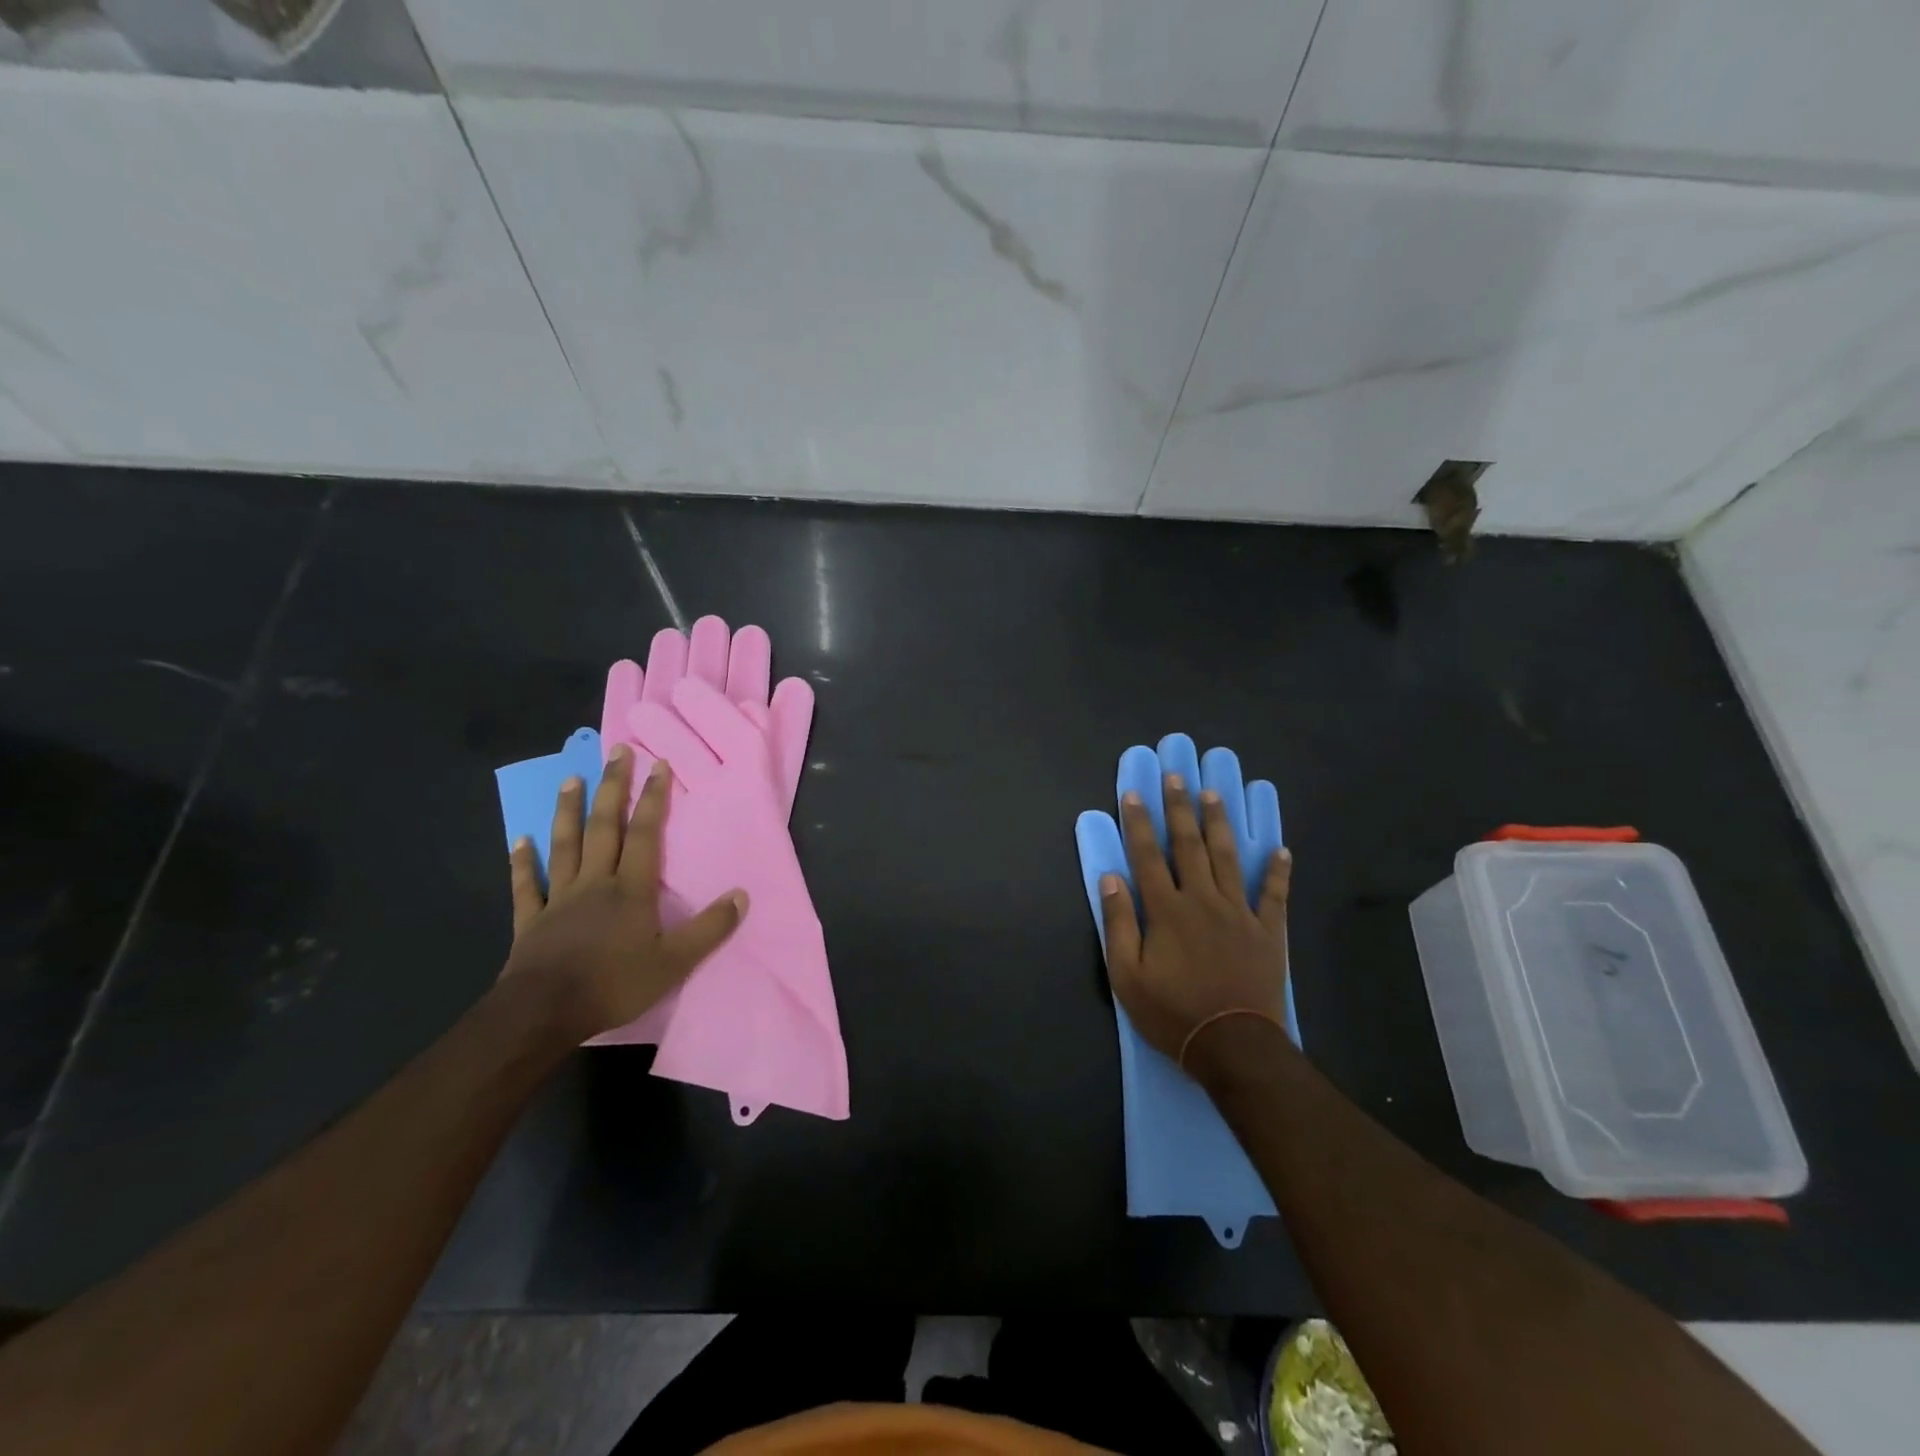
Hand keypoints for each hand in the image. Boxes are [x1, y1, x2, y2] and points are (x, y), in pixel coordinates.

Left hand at [503, 744, 746, 1041]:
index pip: (645, 833)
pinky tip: (521, 840)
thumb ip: (709, 928)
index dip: (652, 798)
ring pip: (565, 844)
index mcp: (630, 889)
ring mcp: (559, 898)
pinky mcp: (531, 919)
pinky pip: (527, 884)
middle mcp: (595, 882)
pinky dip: (524, 861)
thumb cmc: (613, 984)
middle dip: (612, 787)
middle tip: (616, 752)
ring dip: (568, 810)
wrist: (543, 1013)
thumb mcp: (674, 963)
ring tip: (571, 778)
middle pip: (603, 826)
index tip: (658, 765)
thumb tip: (742, 895)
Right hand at [1099, 772, 1291, 1066]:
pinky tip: (1281, 850)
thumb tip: (1110, 877)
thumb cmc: (1172, 1012)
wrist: (1233, 1046)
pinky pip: (1274, 894)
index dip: (1138, 823)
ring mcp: (1239, 912)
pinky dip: (1279, 872)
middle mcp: (1202, 899)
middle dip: (1179, 808)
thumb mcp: (1127, 975)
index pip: (1147, 855)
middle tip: (1176, 776)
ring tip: (1214, 794)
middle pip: (1189, 845)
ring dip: (1220, 824)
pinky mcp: (1267, 930)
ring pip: (1228, 857)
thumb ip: (1118, 922)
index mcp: (1166, 910)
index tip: (1133, 793)